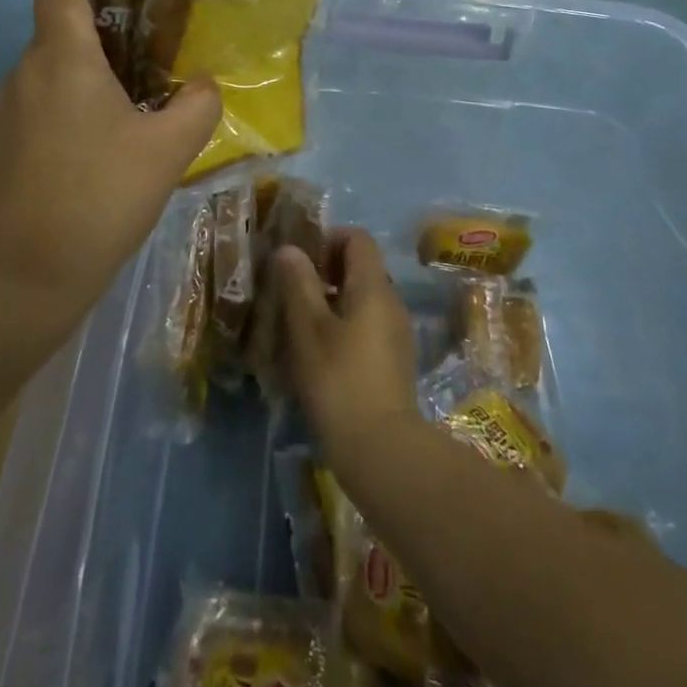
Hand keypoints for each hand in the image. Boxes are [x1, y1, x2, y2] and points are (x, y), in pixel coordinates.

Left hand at [0, 0, 220, 327]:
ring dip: (86, 74)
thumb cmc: (99, 197)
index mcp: (61, 58)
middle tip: (151, 48)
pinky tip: (97, 147)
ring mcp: (2, 110)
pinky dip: (67, 107)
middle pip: (58, 28)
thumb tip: (204, 83)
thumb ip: (197, 105)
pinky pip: (36, 106)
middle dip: (103, 29)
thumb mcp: (169, 150)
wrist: (23, 277)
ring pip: (49, 72)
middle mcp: (23, 72)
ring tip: (130, 103)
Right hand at [276, 229, 419, 470]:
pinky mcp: (395, 359)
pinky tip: (322, 353)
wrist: (381, 448)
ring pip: (364, 298)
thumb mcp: (309, 330)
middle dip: (327, 270)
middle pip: (362, 266)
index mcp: (373, 286)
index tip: (300, 261)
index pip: (358, 238)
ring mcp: (397, 331)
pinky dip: (346, 324)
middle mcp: (392, 301)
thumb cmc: (339, 380)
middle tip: (294, 292)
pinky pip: (370, 323)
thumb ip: (299, 284)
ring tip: (302, 324)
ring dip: (334, 300)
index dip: (328, 239)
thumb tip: (289, 249)